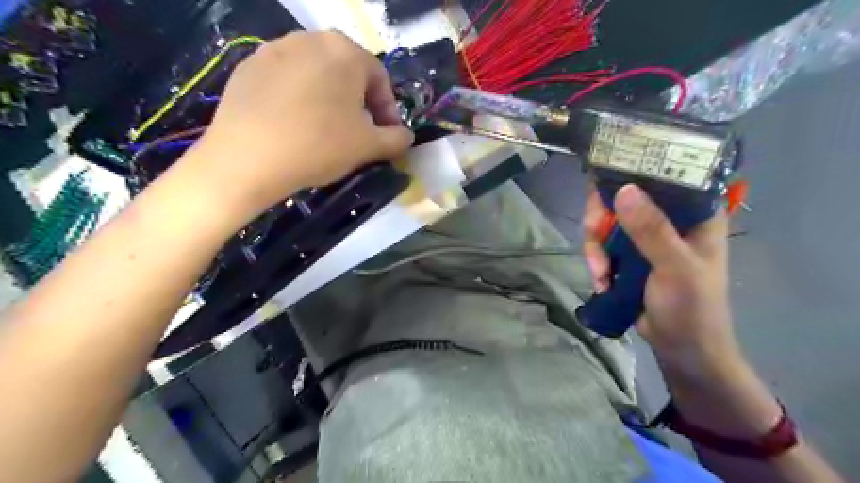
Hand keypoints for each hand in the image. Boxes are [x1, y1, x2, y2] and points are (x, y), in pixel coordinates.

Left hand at [183, 31, 412, 226]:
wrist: (248, 158)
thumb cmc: (319, 145)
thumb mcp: (369, 147)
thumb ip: (396, 139)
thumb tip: (406, 136)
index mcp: (345, 51)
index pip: (380, 78)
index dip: (388, 110)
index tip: (386, 136)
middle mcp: (310, 39)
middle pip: (347, 72)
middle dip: (359, 103)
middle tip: (358, 133)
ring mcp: (274, 49)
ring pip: (316, 75)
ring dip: (329, 100)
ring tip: (325, 130)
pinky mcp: (248, 66)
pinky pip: (287, 81)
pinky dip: (299, 99)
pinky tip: (294, 126)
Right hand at [580, 184, 743, 376]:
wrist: (680, 348)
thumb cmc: (692, 307)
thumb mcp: (676, 268)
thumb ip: (652, 231)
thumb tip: (622, 190)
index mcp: (693, 211)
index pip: (661, 173)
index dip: (631, 170)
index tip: (605, 182)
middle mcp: (667, 216)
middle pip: (621, 195)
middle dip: (601, 218)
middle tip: (594, 234)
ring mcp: (644, 235)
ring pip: (605, 221)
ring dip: (595, 247)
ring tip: (600, 273)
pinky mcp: (627, 253)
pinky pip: (600, 243)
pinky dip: (595, 260)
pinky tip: (601, 280)